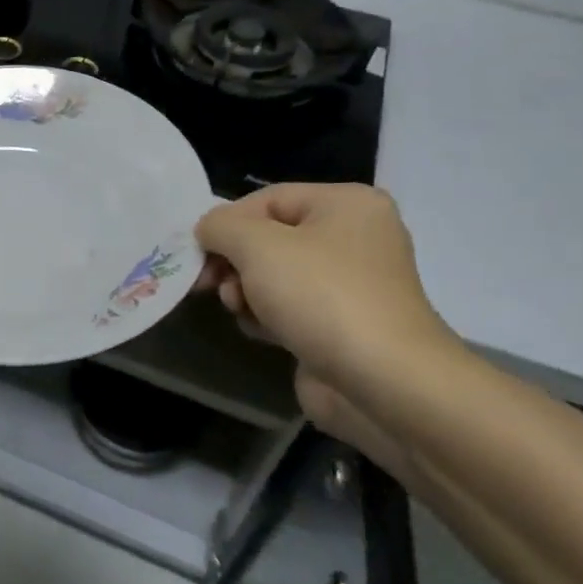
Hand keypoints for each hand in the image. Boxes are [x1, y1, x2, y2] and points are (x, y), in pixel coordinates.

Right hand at [196, 183, 456, 390]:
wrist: (384, 384)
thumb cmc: (321, 297)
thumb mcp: (257, 245)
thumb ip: (221, 226)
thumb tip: (207, 230)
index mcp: (347, 205)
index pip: (267, 199)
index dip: (227, 223)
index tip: (198, 253)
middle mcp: (354, 238)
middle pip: (269, 239)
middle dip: (235, 262)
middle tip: (210, 284)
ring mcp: (350, 286)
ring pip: (274, 276)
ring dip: (246, 292)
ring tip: (240, 310)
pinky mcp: (341, 326)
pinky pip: (289, 308)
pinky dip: (267, 317)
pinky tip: (261, 331)